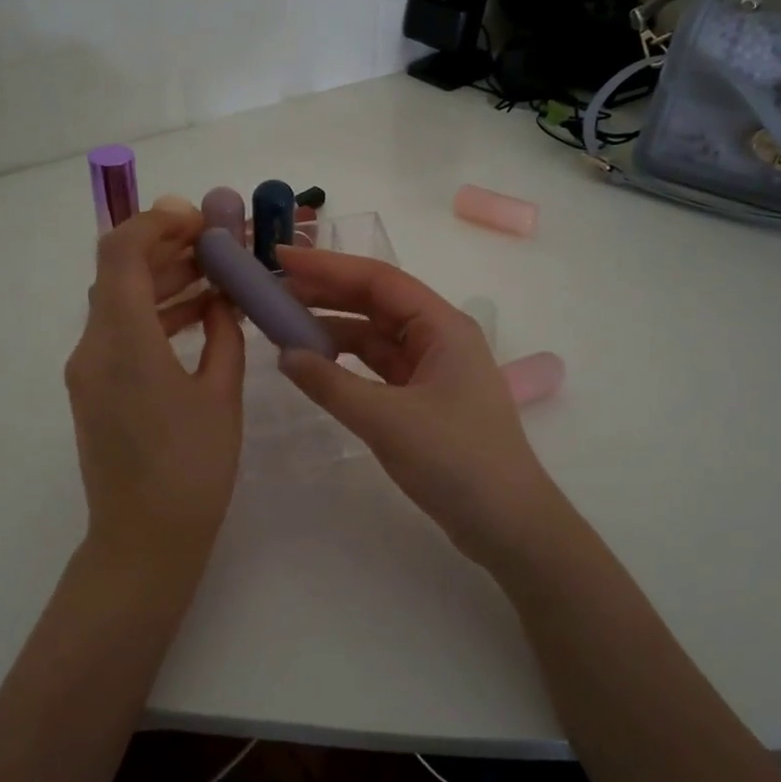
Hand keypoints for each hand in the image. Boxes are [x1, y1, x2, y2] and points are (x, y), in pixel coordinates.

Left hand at [65, 207, 245, 573]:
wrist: (143, 541)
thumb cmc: (191, 470)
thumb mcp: (220, 396)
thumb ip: (222, 336)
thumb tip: (220, 301)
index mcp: (124, 342)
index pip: (121, 253)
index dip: (157, 223)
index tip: (200, 219)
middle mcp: (93, 347)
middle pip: (119, 272)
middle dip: (167, 248)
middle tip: (218, 244)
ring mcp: (88, 369)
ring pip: (120, 300)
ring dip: (163, 280)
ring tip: (217, 276)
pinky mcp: (94, 388)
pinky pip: (121, 332)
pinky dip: (155, 314)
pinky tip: (198, 315)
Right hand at [274, 246, 564, 571]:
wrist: (507, 524)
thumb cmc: (455, 460)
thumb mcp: (386, 420)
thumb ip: (330, 384)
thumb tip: (285, 355)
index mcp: (442, 326)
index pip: (378, 280)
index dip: (327, 266)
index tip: (282, 258)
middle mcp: (439, 338)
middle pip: (375, 303)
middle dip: (325, 294)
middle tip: (273, 289)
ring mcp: (433, 370)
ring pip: (375, 337)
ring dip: (333, 329)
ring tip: (283, 326)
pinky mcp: (425, 400)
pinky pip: (378, 368)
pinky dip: (346, 364)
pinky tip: (315, 365)